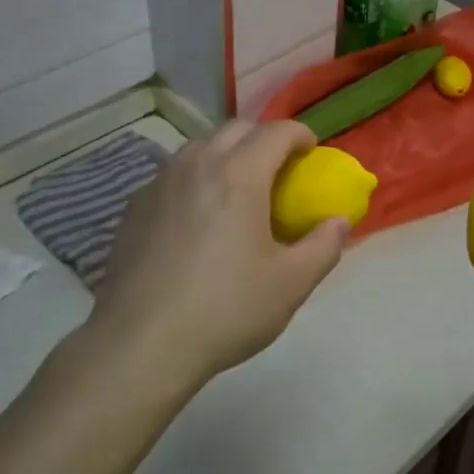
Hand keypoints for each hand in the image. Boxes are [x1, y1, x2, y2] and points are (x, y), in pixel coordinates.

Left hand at [91, 121, 348, 390]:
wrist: (140, 344)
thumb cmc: (225, 309)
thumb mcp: (291, 284)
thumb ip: (324, 246)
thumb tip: (338, 222)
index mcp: (238, 175)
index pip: (276, 132)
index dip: (300, 135)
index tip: (312, 151)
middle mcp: (196, 165)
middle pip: (235, 129)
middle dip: (263, 138)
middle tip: (279, 168)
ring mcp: (159, 183)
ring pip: (199, 146)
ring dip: (226, 153)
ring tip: (238, 187)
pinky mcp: (134, 207)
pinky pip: (173, 174)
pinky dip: (196, 177)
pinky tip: (198, 216)